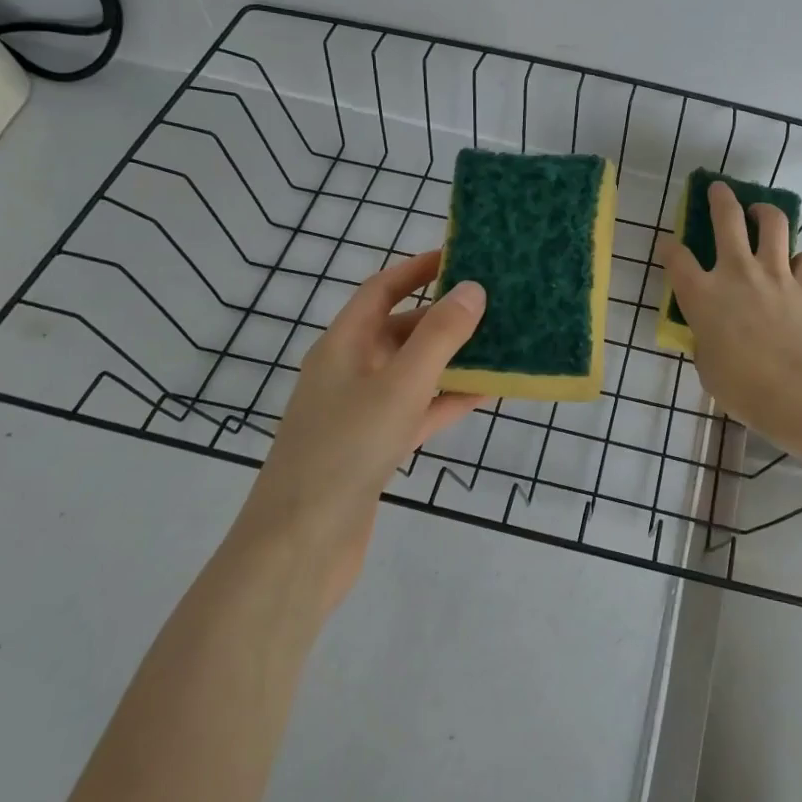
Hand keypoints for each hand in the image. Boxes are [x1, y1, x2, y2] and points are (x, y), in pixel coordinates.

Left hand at [242, 248, 484, 609]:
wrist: (301, 545)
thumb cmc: (346, 449)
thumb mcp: (400, 384)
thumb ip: (440, 335)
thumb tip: (473, 288)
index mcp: (343, 344)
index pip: (382, 289)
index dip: (418, 269)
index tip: (461, 256)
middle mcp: (349, 370)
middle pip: (401, 329)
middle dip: (445, 315)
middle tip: (494, 304)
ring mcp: (360, 411)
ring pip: (414, 371)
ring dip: (453, 359)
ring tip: (501, 344)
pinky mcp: (374, 447)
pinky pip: (418, 410)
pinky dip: (447, 400)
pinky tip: (487, 394)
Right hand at [657, 181, 801, 441]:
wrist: (800, 390)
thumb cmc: (743, 387)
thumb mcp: (708, 367)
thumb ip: (706, 342)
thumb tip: (712, 335)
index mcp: (702, 296)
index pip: (676, 259)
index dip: (669, 248)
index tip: (668, 244)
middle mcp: (736, 273)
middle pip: (726, 219)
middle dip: (720, 198)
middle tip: (718, 189)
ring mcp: (775, 274)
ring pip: (772, 223)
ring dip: (765, 211)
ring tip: (761, 211)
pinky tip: (798, 267)